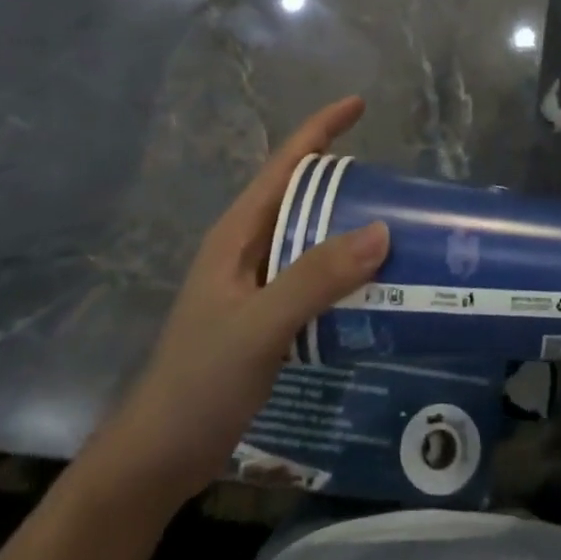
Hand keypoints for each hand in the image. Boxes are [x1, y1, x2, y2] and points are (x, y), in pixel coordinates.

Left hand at [95, 97, 388, 503]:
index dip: (320, 128)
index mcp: (238, 233)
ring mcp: (257, 283)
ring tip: (401, 228)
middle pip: (303, 196)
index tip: (360, 103)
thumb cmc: (199, 381)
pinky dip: (347, 271)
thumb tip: (382, 230)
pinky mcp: (268, 315)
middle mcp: (249, 248)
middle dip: (347, 181)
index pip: (285, 164)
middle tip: (400, 183)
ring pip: (313, 238)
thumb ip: (315, 278)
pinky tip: (377, 286)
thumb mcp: (259, 325)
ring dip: (351, 229)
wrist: (159, 456)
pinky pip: (316, 277)